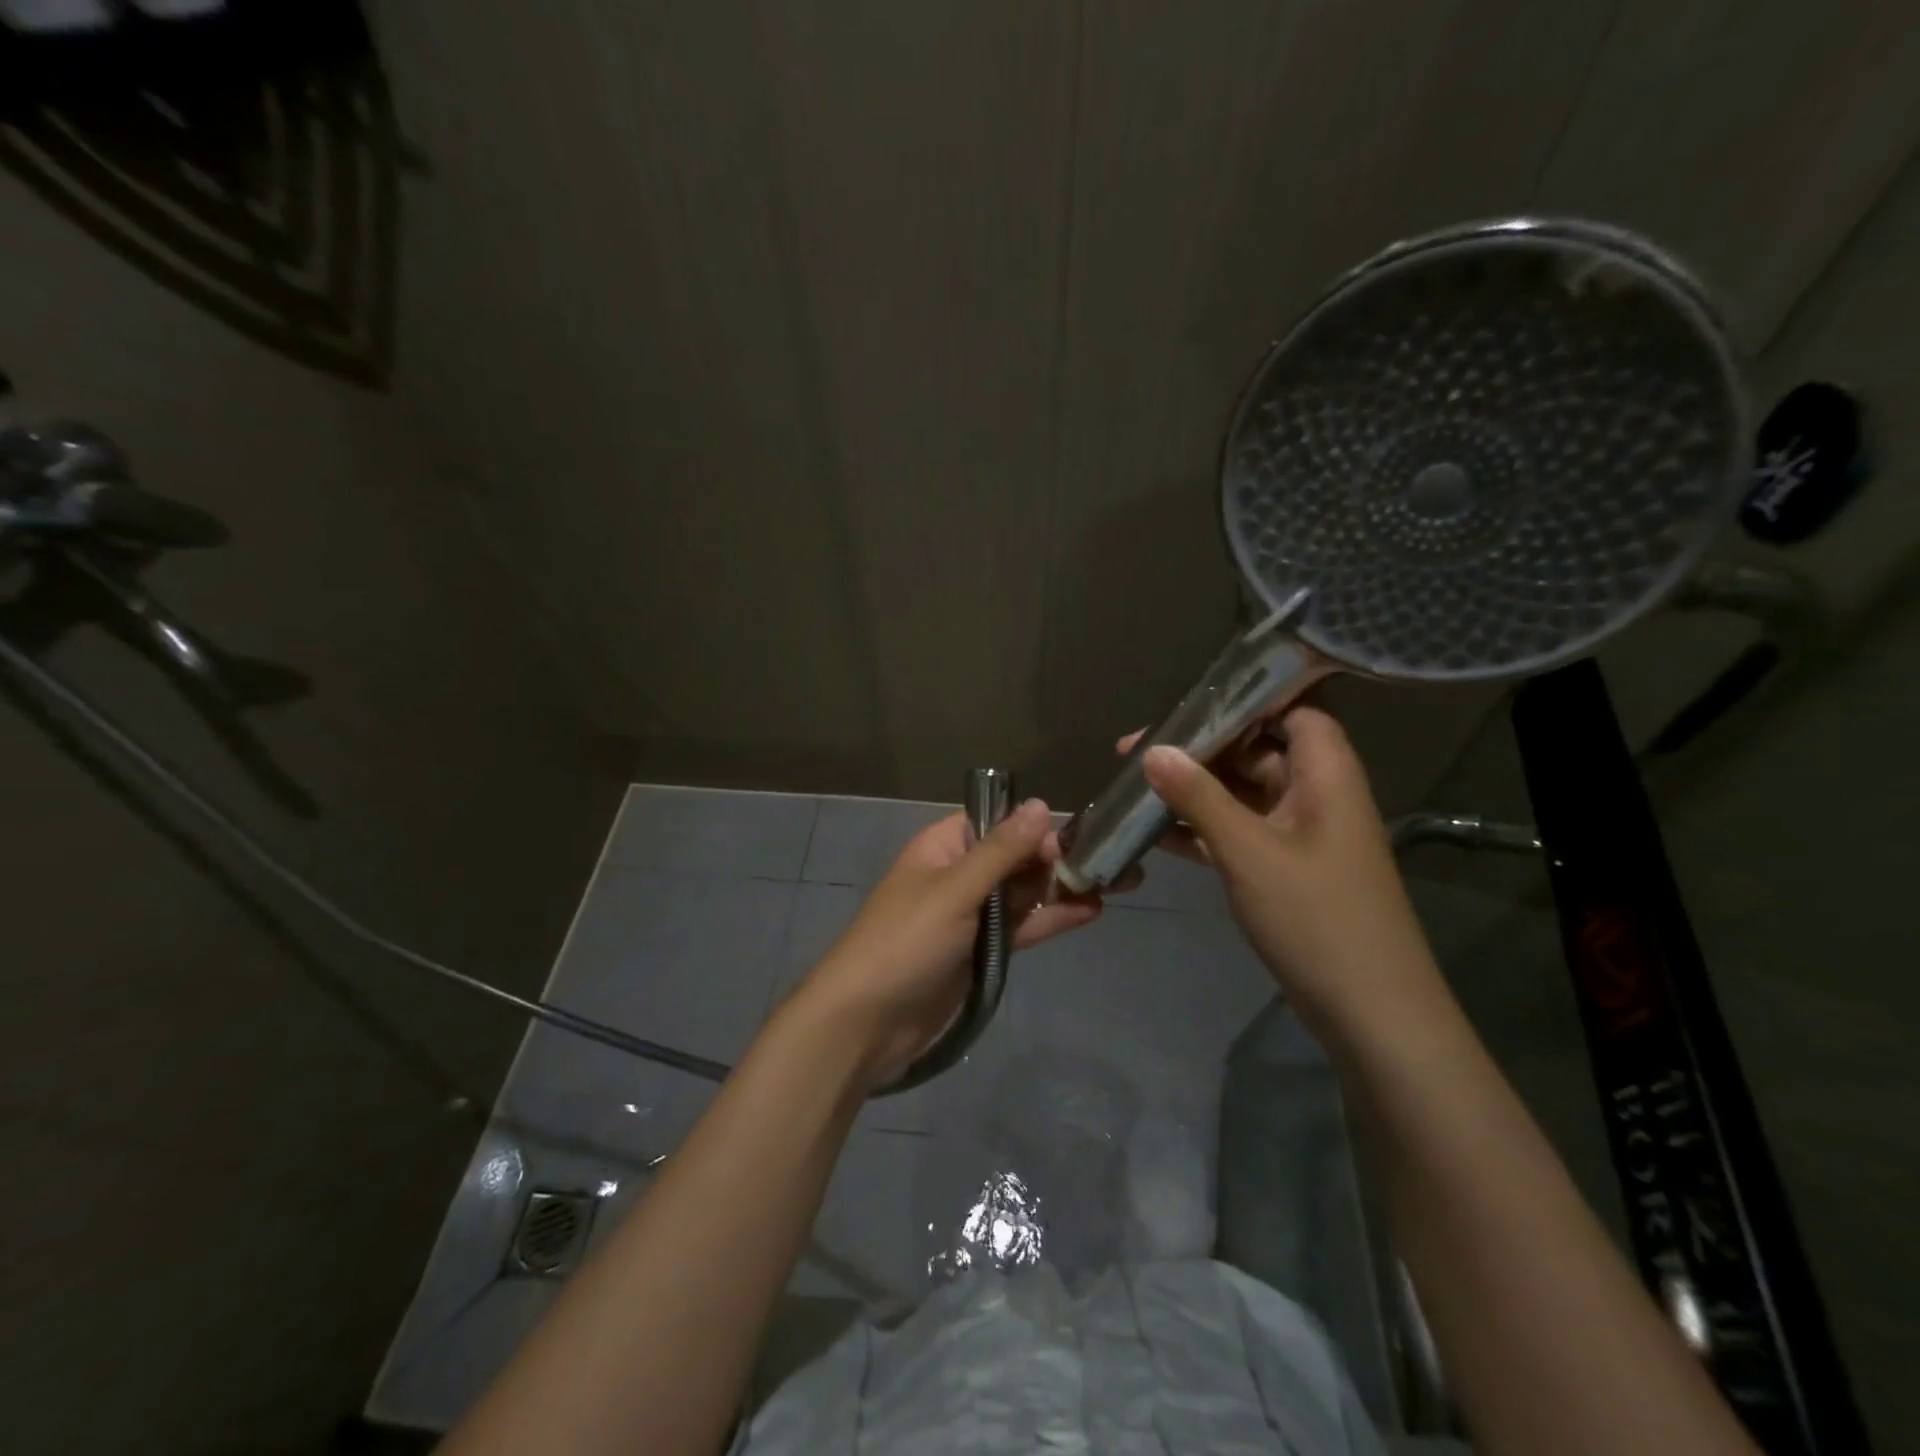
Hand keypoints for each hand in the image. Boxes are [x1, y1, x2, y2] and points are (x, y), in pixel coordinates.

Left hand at [788, 798, 1102, 1089]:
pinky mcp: (982, 952)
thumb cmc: (905, 942)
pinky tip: (1091, 911)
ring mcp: (971, 915)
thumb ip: (1001, 851)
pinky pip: (1022, 926)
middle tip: (1119, 861)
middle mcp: (959, 874)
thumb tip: (1039, 804)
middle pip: (1017, 858)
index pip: (998, 824)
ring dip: (1065, 888)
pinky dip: (1051, 918)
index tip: (1081, 837)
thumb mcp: (954, 890)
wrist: (866, 1023)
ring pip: (1024, 892)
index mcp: (943, 847)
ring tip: (1120, 883)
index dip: (1037, 828)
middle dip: (1062, 858)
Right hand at [1127, 707, 1442, 1031]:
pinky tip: (1154, 833)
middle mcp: (1316, 794)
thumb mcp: (1249, 852)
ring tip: (1134, 786)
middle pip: (1256, 750)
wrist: (1370, 1013)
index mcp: (1325, 774)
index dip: (1244, 698)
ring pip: (1241, 794)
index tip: (1186, 701)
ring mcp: (1300, 834)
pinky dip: (1201, 830)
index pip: (1292, 709)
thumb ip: (1199, 797)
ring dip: (1193, 791)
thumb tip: (1152, 751)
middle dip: (1198, 749)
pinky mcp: (1285, 869)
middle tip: (1136, 750)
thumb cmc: (1317, 918)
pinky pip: (1238, 832)